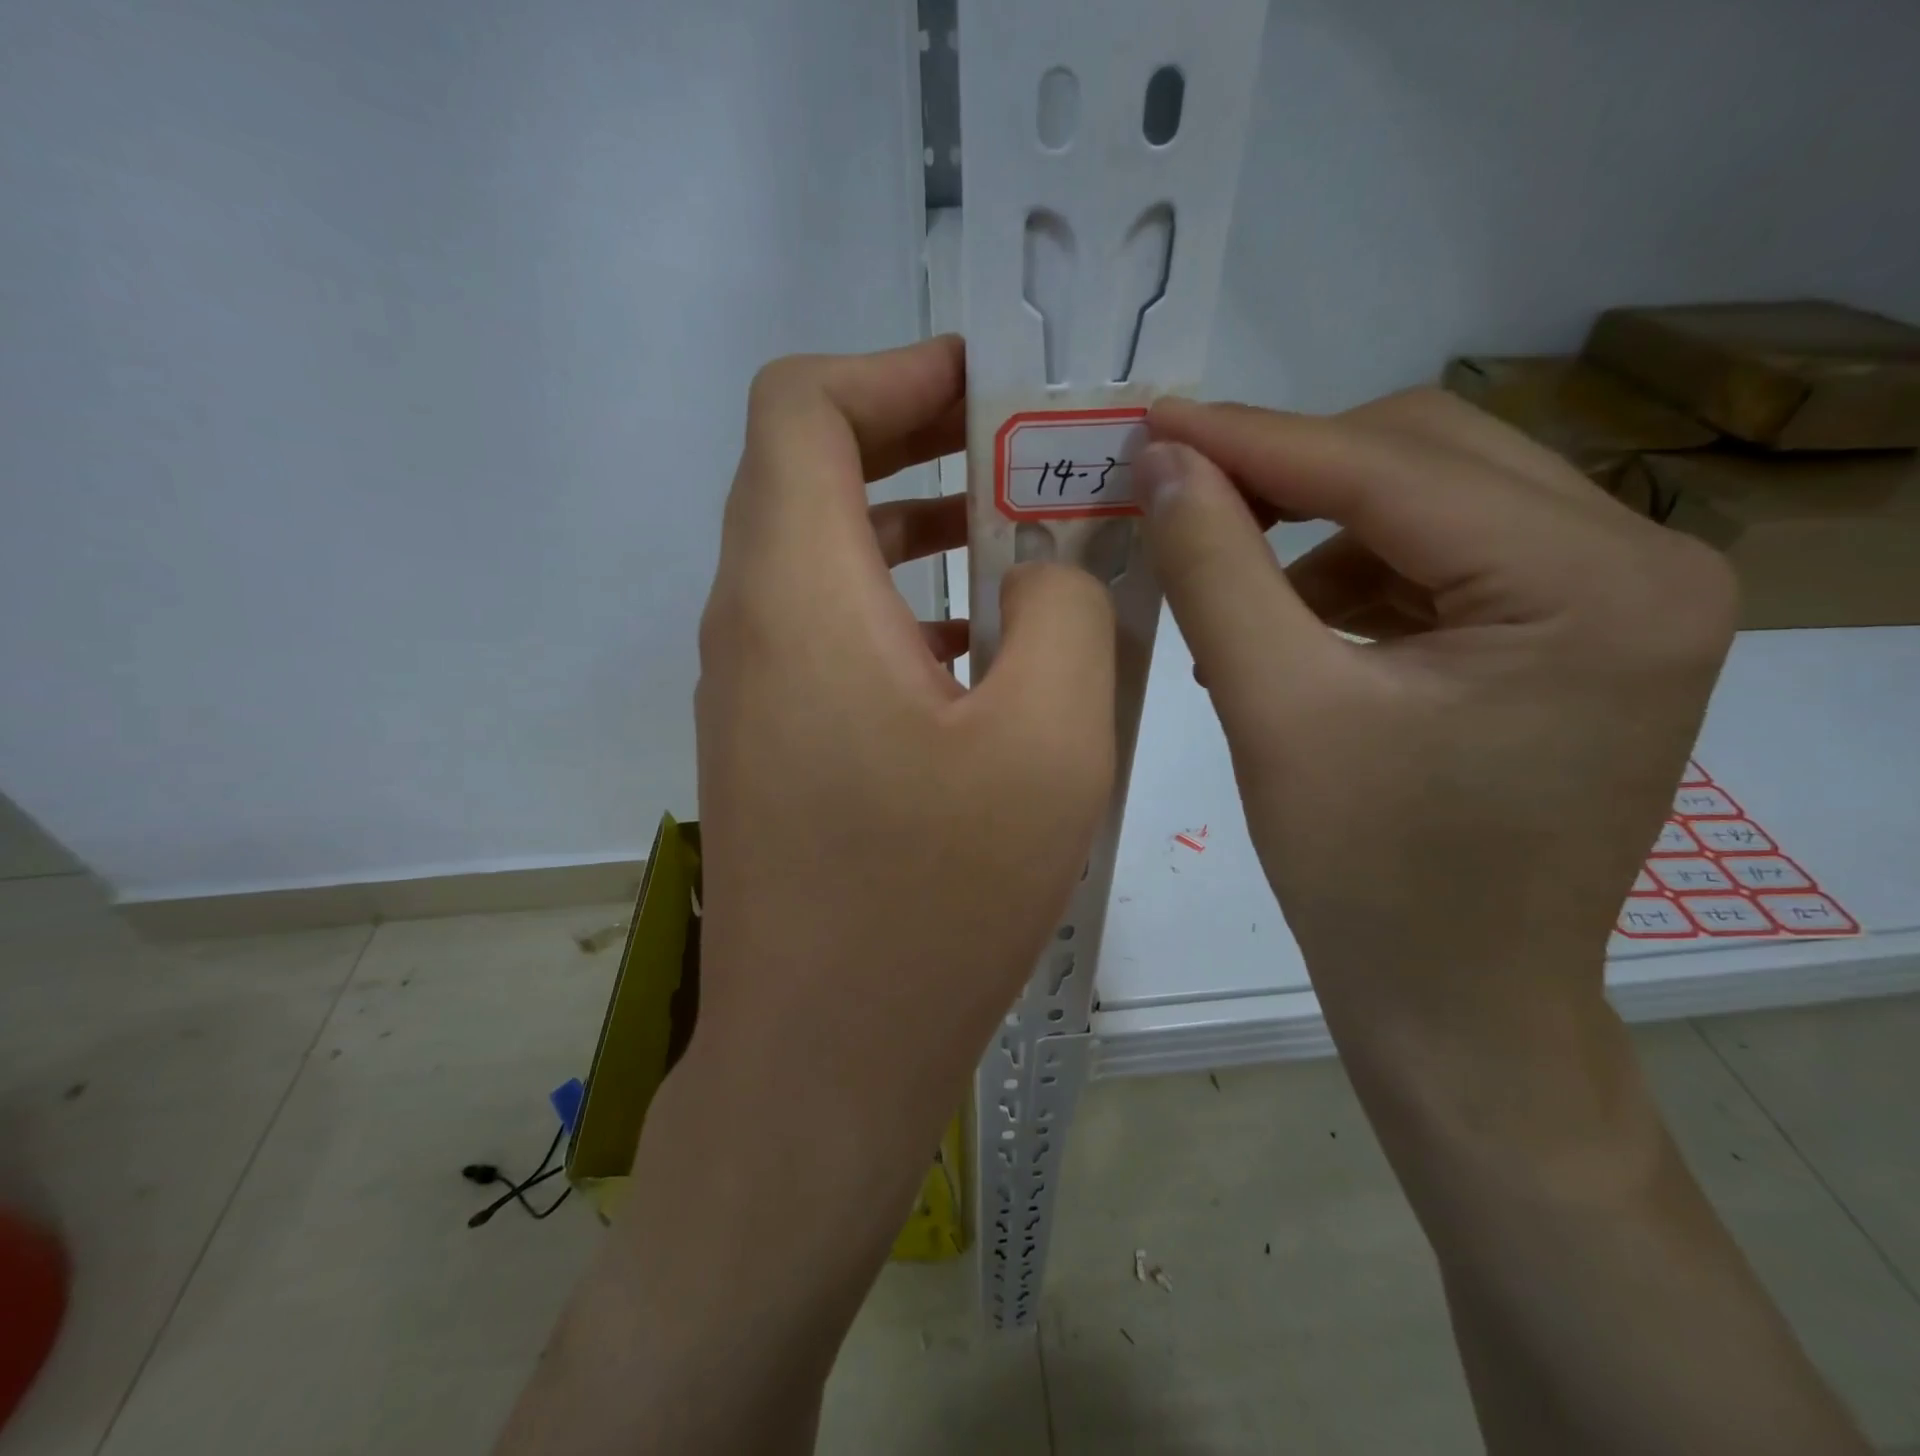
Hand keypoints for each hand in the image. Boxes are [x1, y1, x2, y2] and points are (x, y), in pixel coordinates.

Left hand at [496, 340, 1115, 1455]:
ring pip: (826, 550)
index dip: (895, 371)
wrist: (823, 1056)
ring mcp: (753, 684)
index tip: (995, 391)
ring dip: (920, 524)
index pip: (801, 405)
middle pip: (810, 468)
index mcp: (797, 591)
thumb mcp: (1048, 740)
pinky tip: (988, 645)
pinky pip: (832, 626)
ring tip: (1026, 537)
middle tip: (1029, 451)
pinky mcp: (775, 739)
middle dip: (921, 437)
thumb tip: (1048, 568)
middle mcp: (752, 619)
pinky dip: (906, 602)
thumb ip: (1065, 611)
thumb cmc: (932, 902)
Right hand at [1137, 391, 1736, 1078]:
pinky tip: (1293, 630)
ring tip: (1235, 601)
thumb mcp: (1273, 709)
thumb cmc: (1367, 878)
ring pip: (1432, 501)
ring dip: (1316, 530)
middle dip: (1290, 473)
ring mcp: (1620, 601)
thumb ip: (1214, 568)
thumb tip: (1162, 463)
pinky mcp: (1578, 636)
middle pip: (1428, 457)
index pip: (1390, 467)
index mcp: (1595, 586)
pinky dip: (1354, 576)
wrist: (1456, 1004)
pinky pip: (1446, 560)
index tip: (1151, 423)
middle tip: (1183, 499)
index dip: (1251, 440)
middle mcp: (1644, 565)